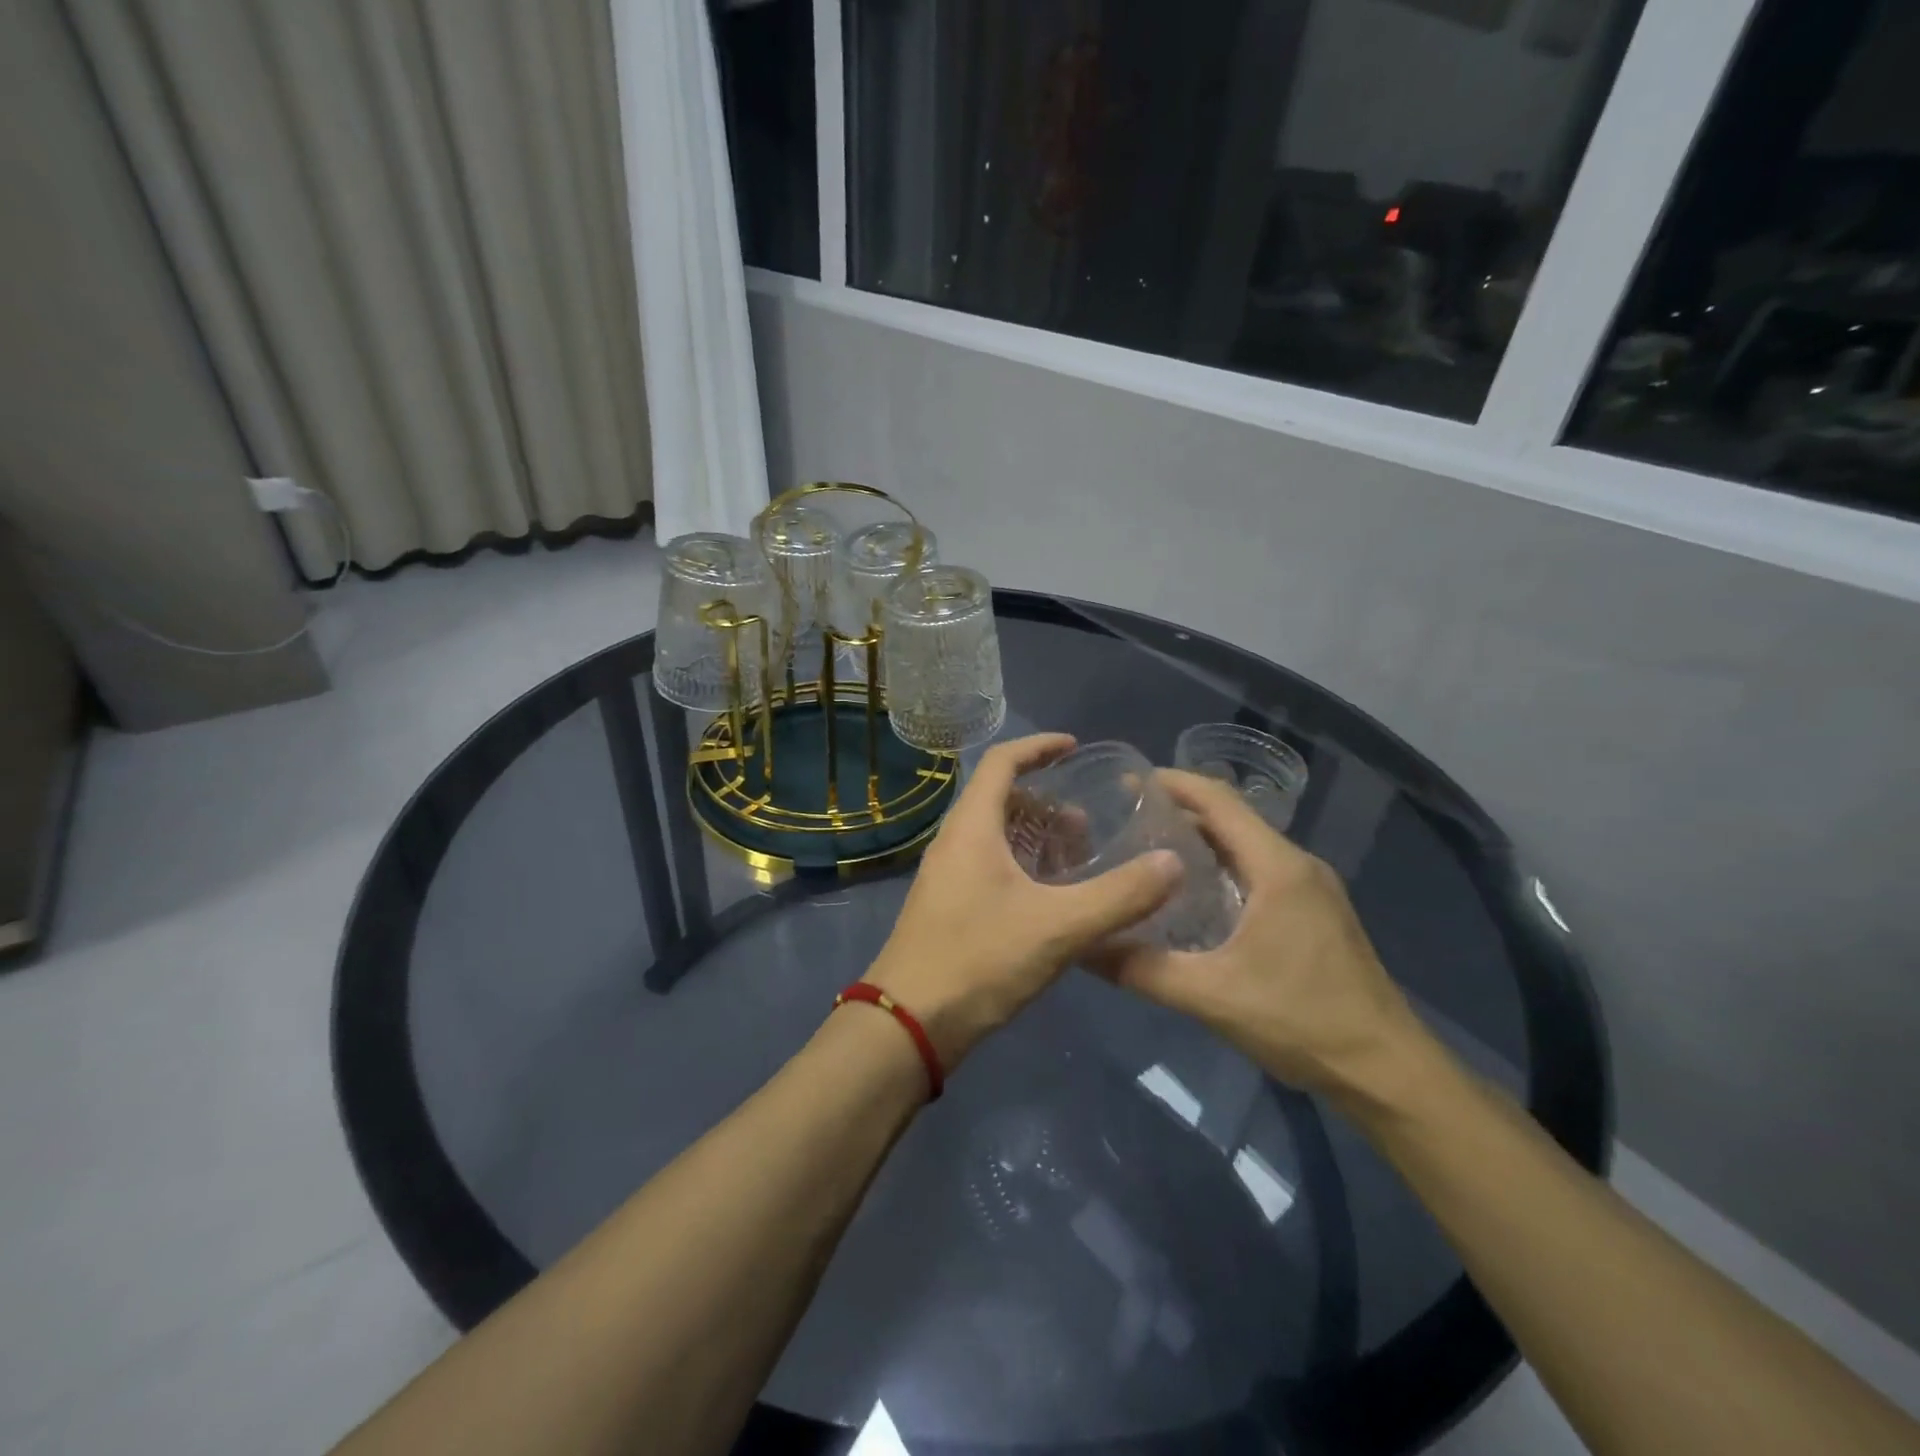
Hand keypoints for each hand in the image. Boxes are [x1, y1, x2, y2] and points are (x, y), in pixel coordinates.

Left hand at [866, 734, 1181, 1069]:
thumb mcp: (1059, 927)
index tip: (1075, 747)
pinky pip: (991, 866)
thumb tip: (1173, 863)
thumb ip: (1120, 896)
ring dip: (1037, 836)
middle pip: (1001, 798)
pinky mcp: (950, 907)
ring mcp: (949, 876)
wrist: (909, 1024)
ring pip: (997, 836)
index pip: (1002, 761)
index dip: (1039, 747)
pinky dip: (1025, 866)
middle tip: (1088, 821)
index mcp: (972, 827)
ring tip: (1080, 856)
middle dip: (1046, 800)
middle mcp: (955, 842)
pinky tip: (1054, 898)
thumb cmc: (979, 960)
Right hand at [1091, 769, 1427, 1100]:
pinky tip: (1193, 894)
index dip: (1173, 783)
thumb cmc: (1302, 1020)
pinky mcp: (1315, 913)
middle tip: (1125, 818)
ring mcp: (1312, 889)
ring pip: (1247, 845)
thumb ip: (1141, 969)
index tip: (1127, 780)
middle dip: (1180, 810)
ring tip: (1149, 850)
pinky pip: (1260, 870)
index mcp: (1277, 867)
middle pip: (1232, 818)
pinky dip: (1222, 866)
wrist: (1387, 1071)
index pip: (1219, 800)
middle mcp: (1297, 865)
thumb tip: (1082, 947)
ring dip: (1201, 840)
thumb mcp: (1211, 996)